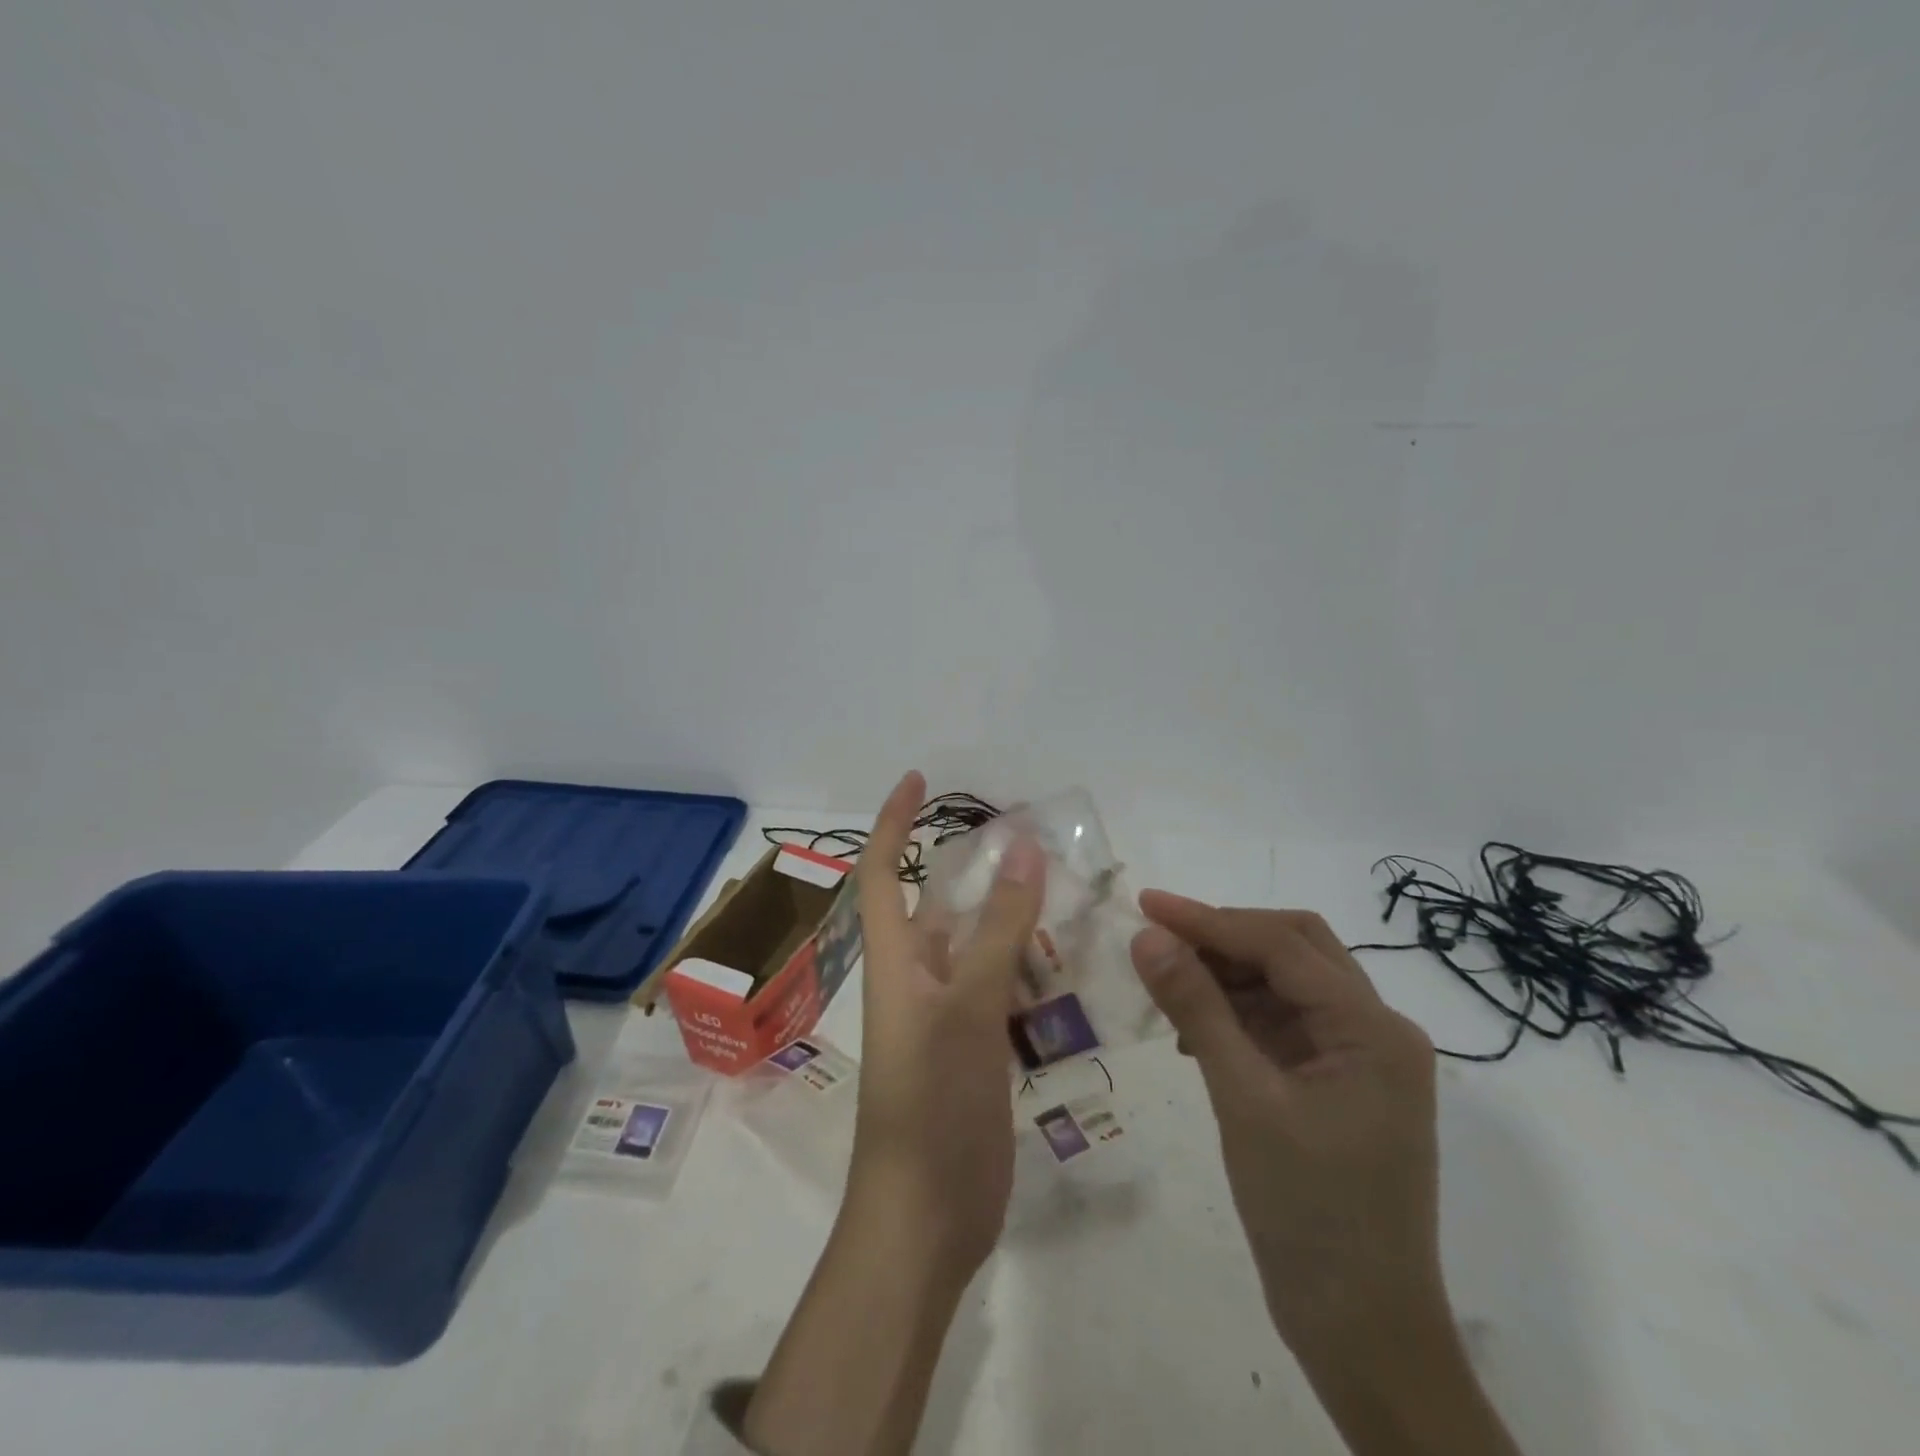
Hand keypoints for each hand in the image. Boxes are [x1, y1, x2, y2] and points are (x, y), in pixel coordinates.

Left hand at [850, 770, 1045, 1273]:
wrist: (926, 1218)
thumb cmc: (932, 1103)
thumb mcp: (967, 1006)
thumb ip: (997, 929)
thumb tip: (1022, 846)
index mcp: (897, 960)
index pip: (884, 870)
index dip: (893, 821)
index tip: (918, 779)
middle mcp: (919, 978)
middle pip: (944, 905)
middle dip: (979, 867)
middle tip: (1033, 839)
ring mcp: (949, 1016)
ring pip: (981, 946)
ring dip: (1013, 918)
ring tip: (1067, 890)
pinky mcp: (976, 1049)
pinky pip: (1003, 990)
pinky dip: (1030, 968)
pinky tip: (1071, 962)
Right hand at [1129, 892, 1443, 1352]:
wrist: (1362, 1332)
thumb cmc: (1308, 1213)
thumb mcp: (1243, 1100)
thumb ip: (1196, 1009)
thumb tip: (1148, 936)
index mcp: (1372, 1029)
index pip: (1281, 945)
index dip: (1208, 919)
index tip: (1145, 904)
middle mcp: (1376, 1031)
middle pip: (1295, 949)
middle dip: (1224, 936)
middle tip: (1159, 939)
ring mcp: (1360, 1060)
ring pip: (1286, 983)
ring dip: (1227, 975)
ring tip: (1167, 986)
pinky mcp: (1338, 1085)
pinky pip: (1283, 1024)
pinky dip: (1237, 1014)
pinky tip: (1194, 1034)